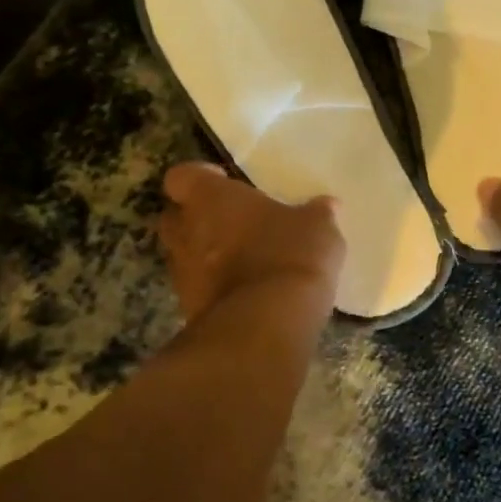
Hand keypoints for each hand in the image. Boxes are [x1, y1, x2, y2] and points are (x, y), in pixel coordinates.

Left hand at [157, 163, 345, 320]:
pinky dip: (214, 288)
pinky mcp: (188, 310)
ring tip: (241, 260)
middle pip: (174, 216)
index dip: (199, 177)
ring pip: (183, 254)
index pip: (182, 176)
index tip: (224, 183)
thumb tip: (327, 205)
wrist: (266, 325)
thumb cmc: (290, 255)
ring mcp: (182, 274)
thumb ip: (317, 214)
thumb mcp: (318, 228)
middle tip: (231, 221)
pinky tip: (246, 292)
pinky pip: (198, 289)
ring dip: (204, 255)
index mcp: (211, 198)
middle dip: (196, 217)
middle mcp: (186, 231)